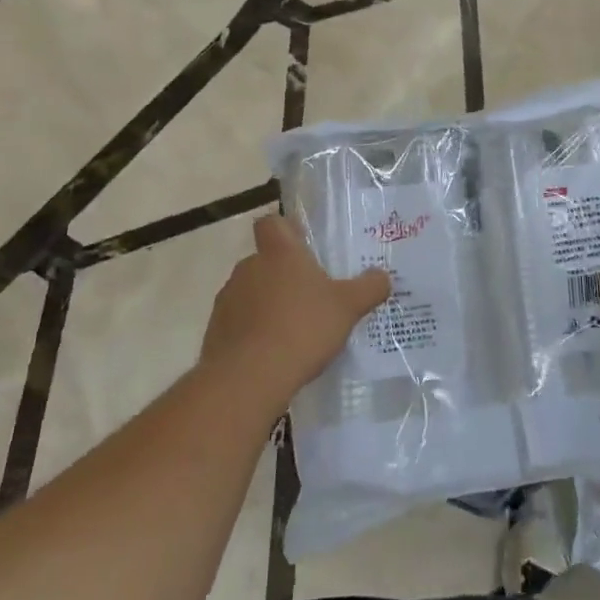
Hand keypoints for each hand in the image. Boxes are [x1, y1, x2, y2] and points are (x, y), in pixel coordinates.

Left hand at [199, 214, 390, 408]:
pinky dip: (253, 332)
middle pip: (265, 261)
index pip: (272, 222)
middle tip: (311, 296)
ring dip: (267, 304)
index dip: (286, 229)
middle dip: (284, 275)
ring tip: (293, 330)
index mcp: (279, 253)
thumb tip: (383, 276)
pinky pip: (239, 322)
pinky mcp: (216, 330)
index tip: (303, 245)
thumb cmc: (303, 328)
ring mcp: (228, 299)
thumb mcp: (348, 307)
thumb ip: (369, 288)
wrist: (249, 377)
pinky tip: (273, 354)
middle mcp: (248, 267)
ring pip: (251, 292)